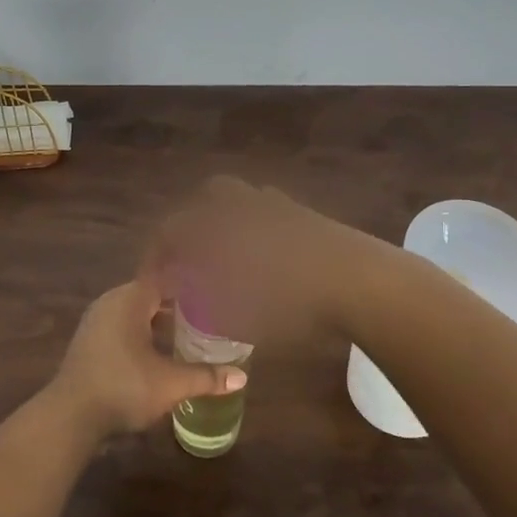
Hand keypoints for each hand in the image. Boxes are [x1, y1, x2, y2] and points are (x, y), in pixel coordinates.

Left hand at [47, 280, 246, 439]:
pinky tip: (157, 353)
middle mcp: (110, 302)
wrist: (71, 415)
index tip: (211, 293)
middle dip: (176, 305)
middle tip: (206, 316)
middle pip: (150, 295)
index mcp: (130, 300)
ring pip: (134, 312)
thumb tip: (241, 378)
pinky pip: (121, 327)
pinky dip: (140, 334)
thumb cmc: (123, 388)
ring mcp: (95, 321)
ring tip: (186, 335)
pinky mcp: (88, 341)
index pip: (164, 279)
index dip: (188, 285)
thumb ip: (206, 377)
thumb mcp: (171, 384)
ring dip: (157, 322)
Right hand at [141, 176, 376, 347]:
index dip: (158, 255)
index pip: (171, 231)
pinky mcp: (305, 212)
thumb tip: (191, 301)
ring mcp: (276, 205)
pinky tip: (265, 251)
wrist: (360, 283)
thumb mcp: (239, 319)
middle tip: (193, 256)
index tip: (156, 280)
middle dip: (193, 223)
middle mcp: (241, 207)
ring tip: (229, 252)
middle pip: (206, 199)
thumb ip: (206, 308)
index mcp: (217, 227)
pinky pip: (269, 208)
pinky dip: (258, 223)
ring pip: (241, 198)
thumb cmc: (290, 304)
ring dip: (227, 218)